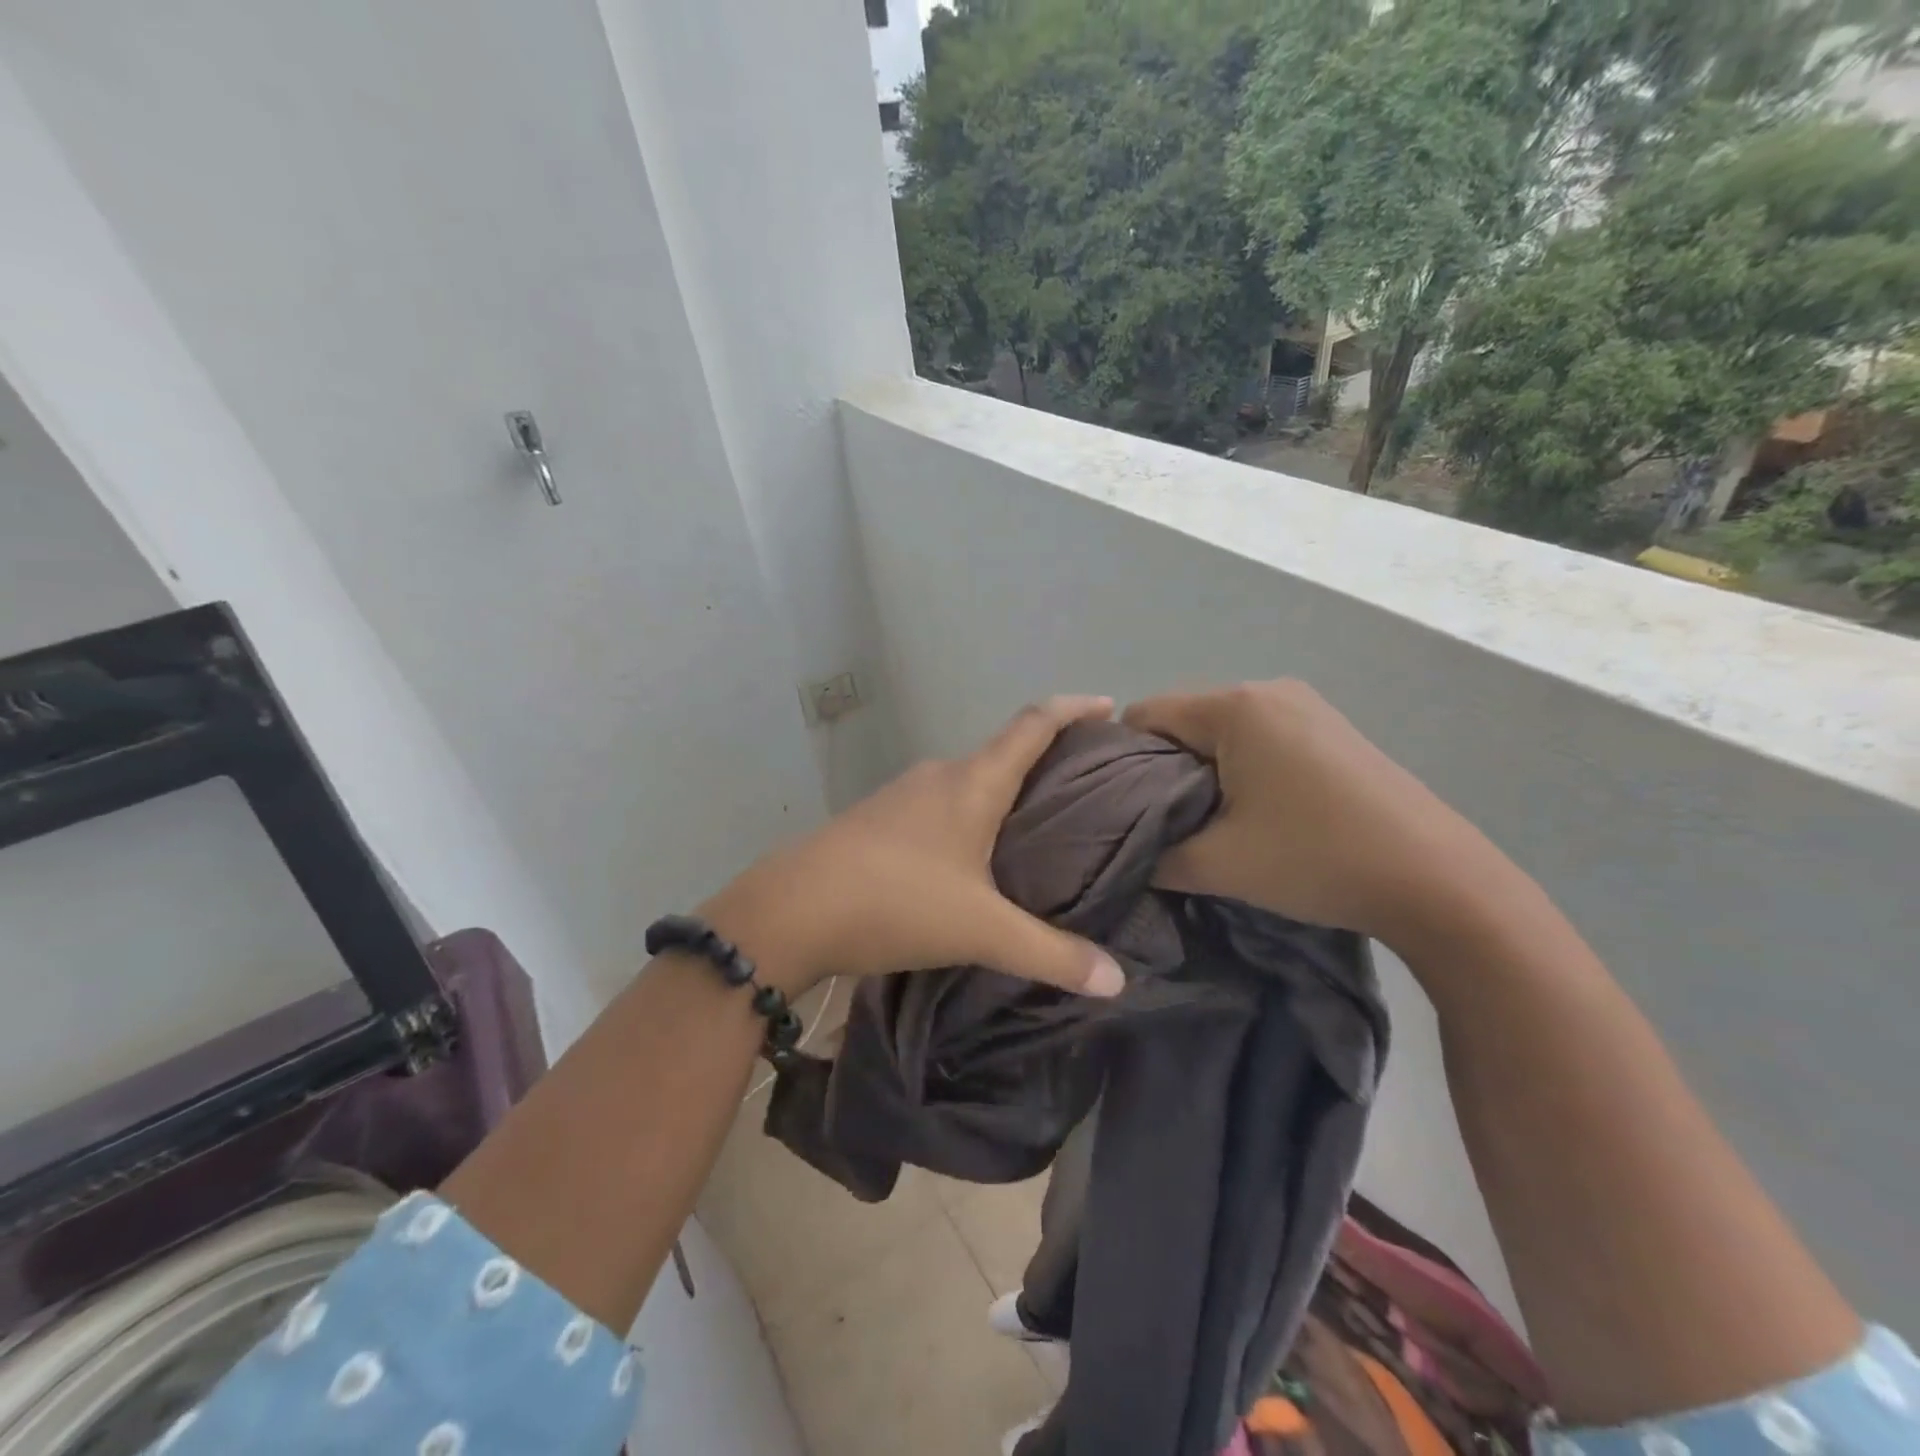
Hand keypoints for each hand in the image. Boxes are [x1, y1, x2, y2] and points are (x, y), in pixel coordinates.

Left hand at [703, 696, 1127, 997]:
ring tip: (1036, 825)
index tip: (1109, 706)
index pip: (1033, 724)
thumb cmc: (896, 902)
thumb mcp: (981, 931)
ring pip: (968, 780)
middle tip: (1086, 785)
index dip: (1073, 708)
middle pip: (1002, 751)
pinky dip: (969, 814)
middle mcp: (939, 775)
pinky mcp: (877, 820)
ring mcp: (902, 795)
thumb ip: (1051, 955)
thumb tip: (1119, 982)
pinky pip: (939, 805)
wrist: (790, 911)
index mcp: (972, 782)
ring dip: (1003, 791)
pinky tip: (972, 855)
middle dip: (1046, 759)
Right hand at [1122, 681, 1500, 946]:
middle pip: (1182, 719)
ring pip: (1219, 730)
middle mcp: (1268, 690)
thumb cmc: (1317, 859)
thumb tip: (1122, 855)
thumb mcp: (1218, 865)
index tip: (1116, 808)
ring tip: (1205, 821)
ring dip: (1200, 770)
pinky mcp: (1329, 728)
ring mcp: (1305, 706)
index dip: (1118, 761)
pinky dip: (1237, 767)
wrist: (1439, 881)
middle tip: (1158, 823)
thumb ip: (1152, 856)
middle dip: (1159, 768)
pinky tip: (1251, 811)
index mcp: (1235, 707)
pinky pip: (1256, 736)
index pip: (1144, 715)